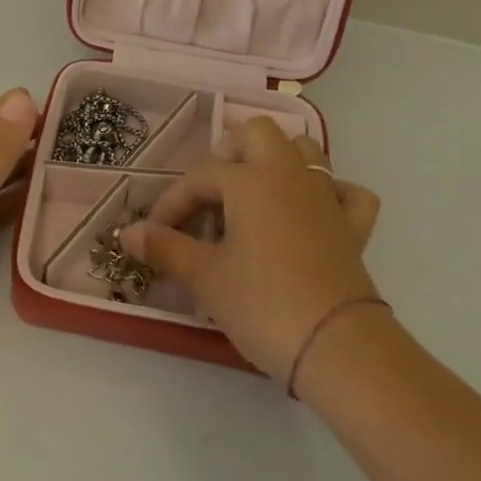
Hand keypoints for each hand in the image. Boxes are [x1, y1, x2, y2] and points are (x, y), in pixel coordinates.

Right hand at [122, 117, 384, 385]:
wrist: (337, 346)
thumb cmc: (262, 304)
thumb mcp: (205, 277)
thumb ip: (165, 248)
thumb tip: (126, 232)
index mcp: (251, 180)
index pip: (200, 176)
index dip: (172, 202)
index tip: (154, 233)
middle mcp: (290, 176)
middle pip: (258, 134)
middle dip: (228, 154)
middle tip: (208, 194)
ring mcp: (327, 198)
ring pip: (305, 151)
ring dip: (276, 162)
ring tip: (252, 196)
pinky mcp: (353, 228)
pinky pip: (345, 192)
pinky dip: (328, 193)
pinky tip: (311, 213)